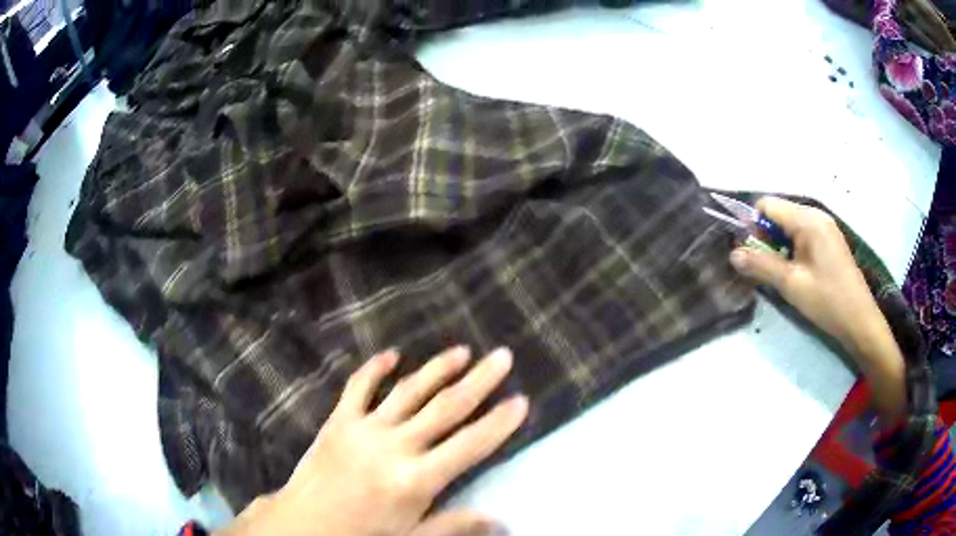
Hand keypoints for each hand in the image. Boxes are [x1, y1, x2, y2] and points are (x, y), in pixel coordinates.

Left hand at [220, 347, 526, 535]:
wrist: (304, 523)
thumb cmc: (362, 534)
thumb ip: (455, 526)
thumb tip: (500, 519)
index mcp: (416, 480)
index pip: (470, 446)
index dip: (499, 423)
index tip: (521, 400)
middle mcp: (395, 447)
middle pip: (446, 408)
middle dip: (479, 382)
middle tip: (503, 356)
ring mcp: (364, 428)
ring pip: (409, 392)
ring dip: (437, 369)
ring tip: (462, 351)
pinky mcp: (339, 420)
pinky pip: (359, 388)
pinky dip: (375, 369)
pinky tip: (393, 355)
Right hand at [729, 196, 905, 419]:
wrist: (859, 320)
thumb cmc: (827, 300)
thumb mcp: (791, 285)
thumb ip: (761, 265)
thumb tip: (733, 254)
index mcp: (807, 220)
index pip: (767, 204)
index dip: (752, 223)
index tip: (750, 251)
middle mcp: (816, 215)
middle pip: (779, 213)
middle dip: (766, 236)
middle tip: (766, 267)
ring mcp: (825, 226)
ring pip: (790, 225)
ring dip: (779, 244)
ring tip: (783, 273)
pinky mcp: (830, 239)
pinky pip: (803, 234)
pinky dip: (793, 248)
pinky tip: (798, 271)